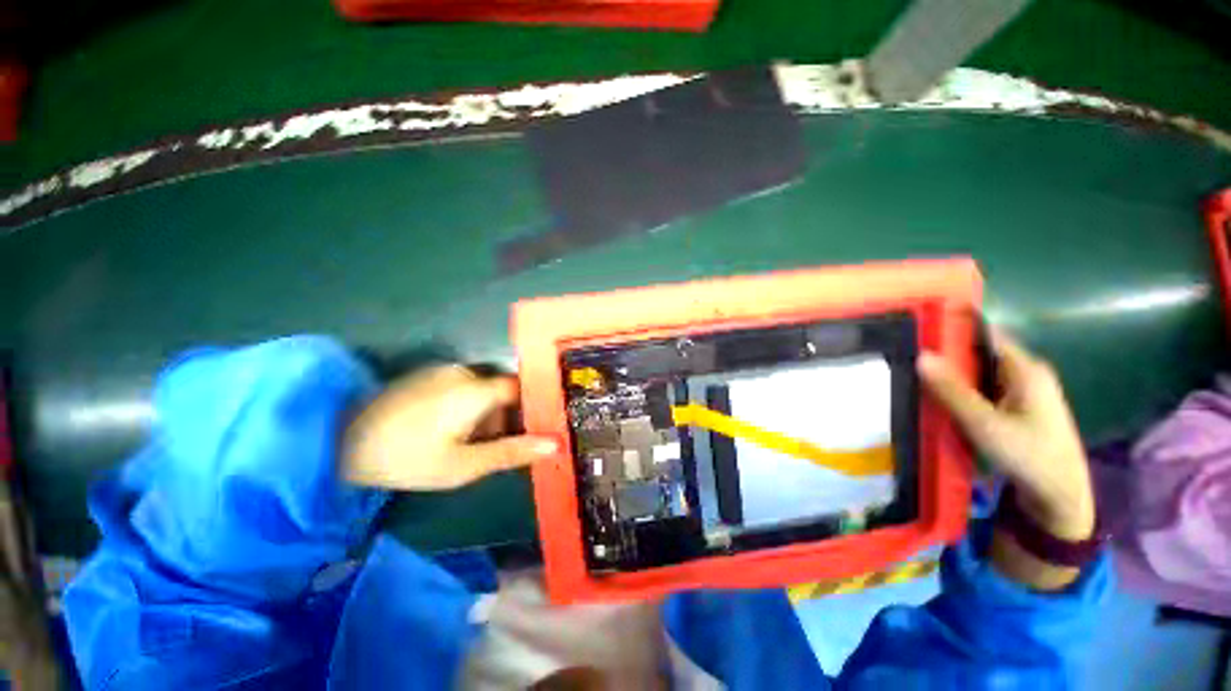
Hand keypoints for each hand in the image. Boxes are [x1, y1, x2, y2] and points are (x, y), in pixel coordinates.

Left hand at [343, 365, 557, 490]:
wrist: (336, 443)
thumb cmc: (408, 459)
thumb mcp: (464, 465)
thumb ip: (512, 452)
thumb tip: (555, 444)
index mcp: (476, 390)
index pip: (520, 388)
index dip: (529, 407)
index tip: (530, 429)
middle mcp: (464, 372)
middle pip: (500, 391)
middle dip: (501, 416)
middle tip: (487, 446)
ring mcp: (441, 371)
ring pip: (480, 389)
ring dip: (481, 413)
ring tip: (461, 442)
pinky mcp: (425, 375)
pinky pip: (460, 386)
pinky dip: (464, 405)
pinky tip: (442, 429)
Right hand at [918, 330, 1094, 541]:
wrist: (1060, 497)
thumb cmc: (1028, 455)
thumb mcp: (985, 424)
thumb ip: (952, 390)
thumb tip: (921, 355)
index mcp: (1025, 369)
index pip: (985, 334)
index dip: (953, 327)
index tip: (918, 327)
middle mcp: (1026, 373)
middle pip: (980, 353)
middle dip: (946, 353)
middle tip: (907, 355)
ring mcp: (1023, 391)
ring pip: (980, 372)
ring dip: (952, 374)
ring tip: (916, 374)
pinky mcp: (1017, 408)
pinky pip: (983, 389)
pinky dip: (962, 390)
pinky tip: (941, 398)